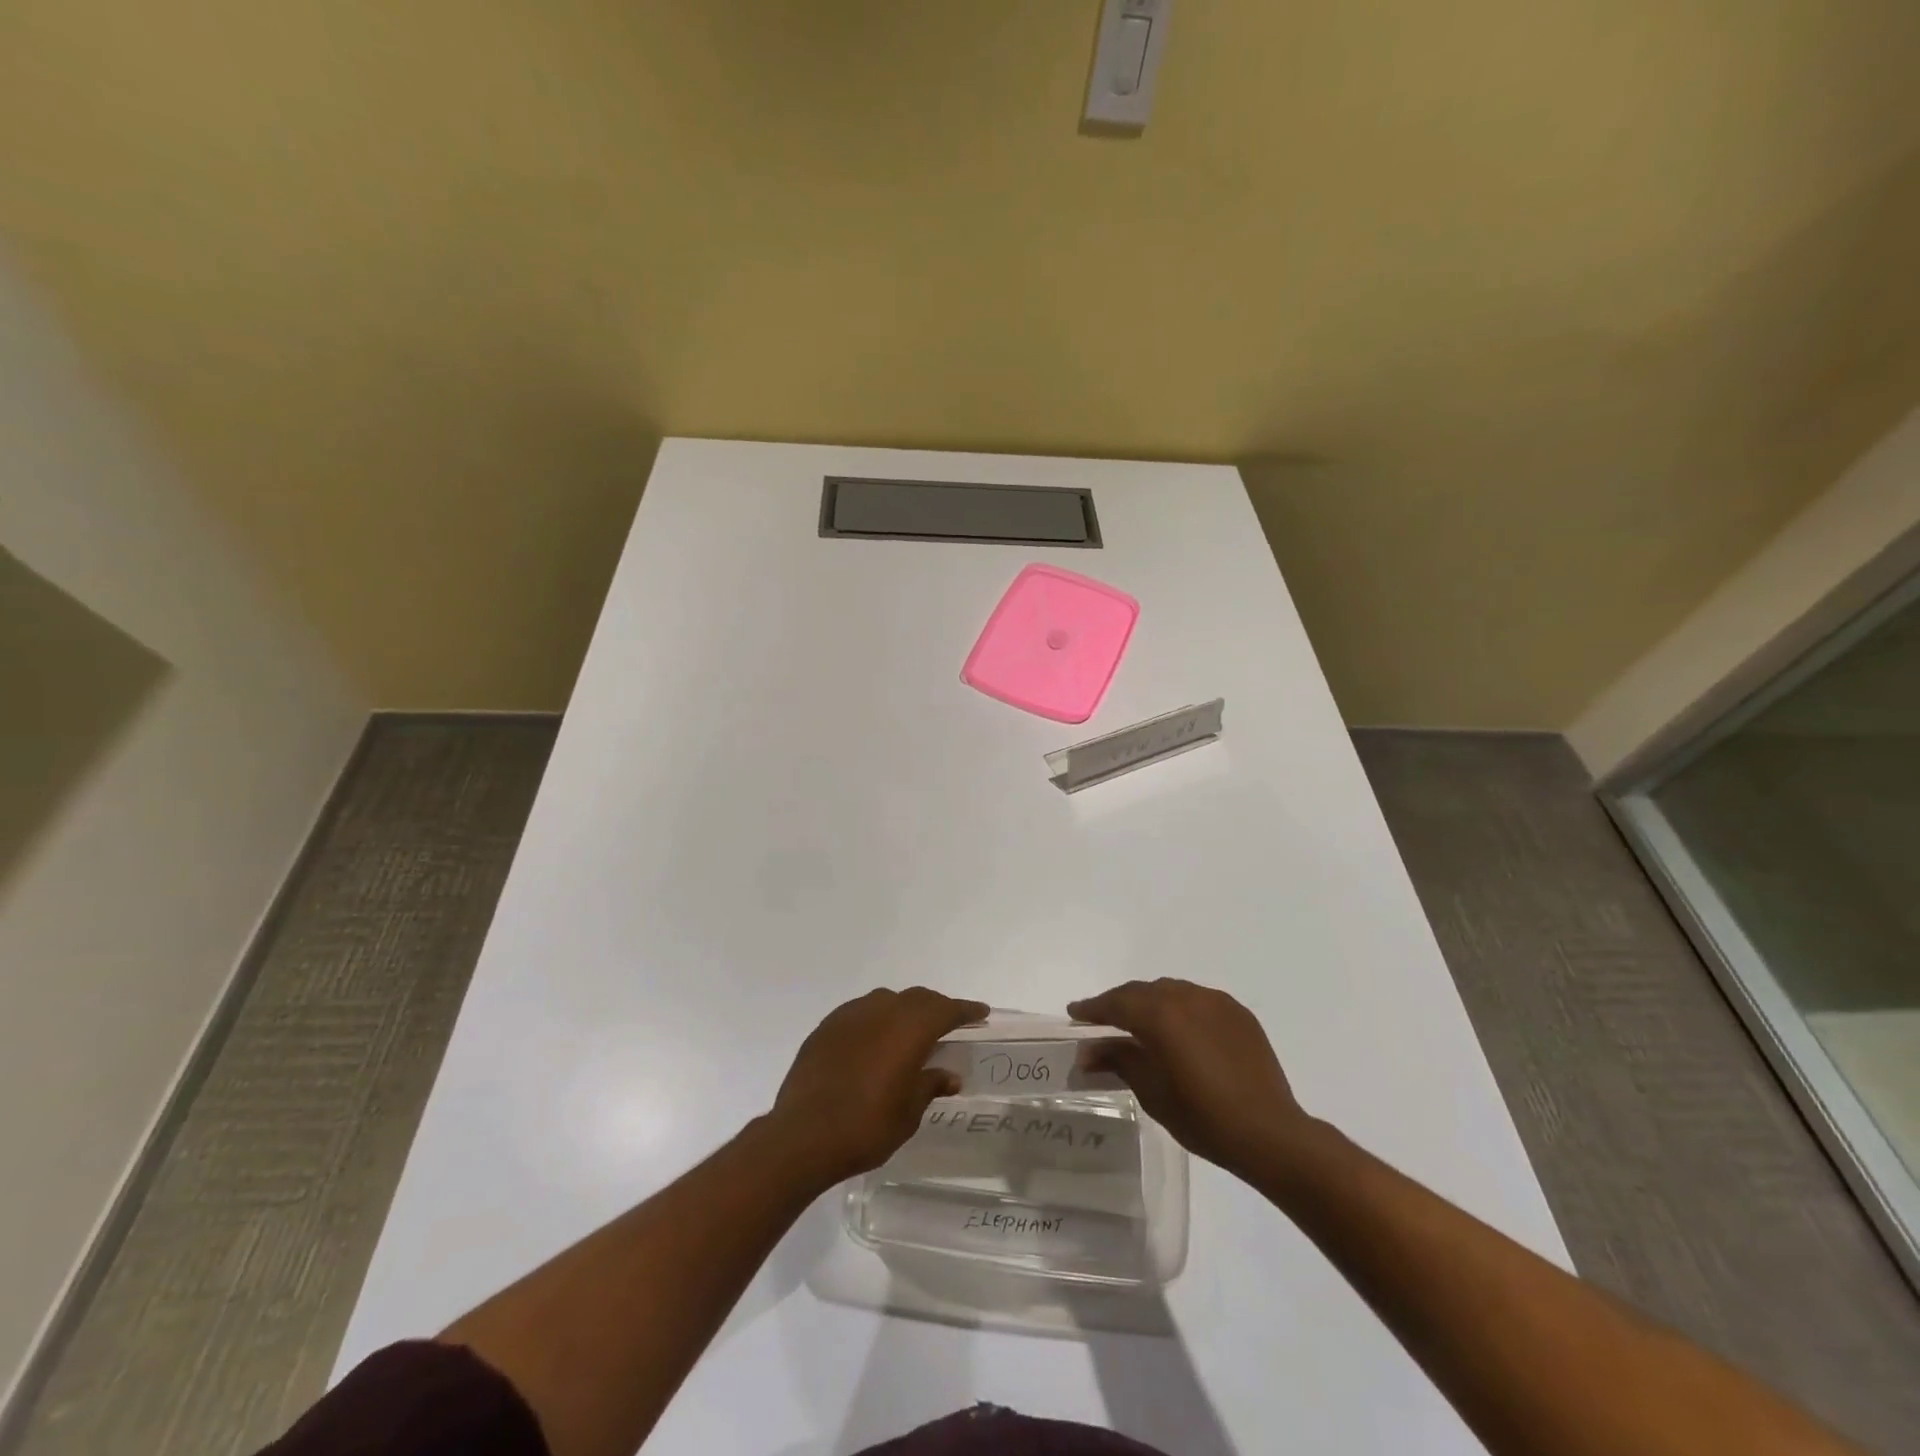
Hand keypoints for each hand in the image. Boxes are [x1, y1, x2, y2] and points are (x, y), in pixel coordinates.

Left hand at [770, 987, 988, 1184]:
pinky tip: (874, 1041)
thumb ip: (929, 1086)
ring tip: (910, 1032)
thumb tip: (948, 1075)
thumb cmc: (865, 1127)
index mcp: (908, 1029)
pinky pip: (860, 1012)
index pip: (945, 1009)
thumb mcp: (907, 1114)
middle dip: (936, 1007)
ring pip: (886, 1000)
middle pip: (917, 998)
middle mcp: (881, 1011)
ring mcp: (849, 1016)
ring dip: (904, 1010)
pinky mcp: (825, 1028)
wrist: (802, 1136)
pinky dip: (875, 1020)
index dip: (966, 1010)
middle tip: (949, 1023)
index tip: (981, 1013)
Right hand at [1069, 979, 1311, 1175]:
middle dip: (1119, 1002)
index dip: (1092, 1008)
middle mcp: (1186, 997)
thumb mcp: (1152, 1092)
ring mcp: (1215, 1001)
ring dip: (1150, 1001)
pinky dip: (1180, 1008)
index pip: (1116, 1003)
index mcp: (1160, 1015)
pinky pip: (1198, 1000)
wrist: (1270, 1133)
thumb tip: (1088, 1050)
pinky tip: (1180, 1029)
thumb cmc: (1204, 1118)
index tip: (1075, 1012)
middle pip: (1142, 991)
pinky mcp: (1238, 1012)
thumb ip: (1119, 1060)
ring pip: (1171, 991)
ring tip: (1140, 1021)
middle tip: (1102, 1019)